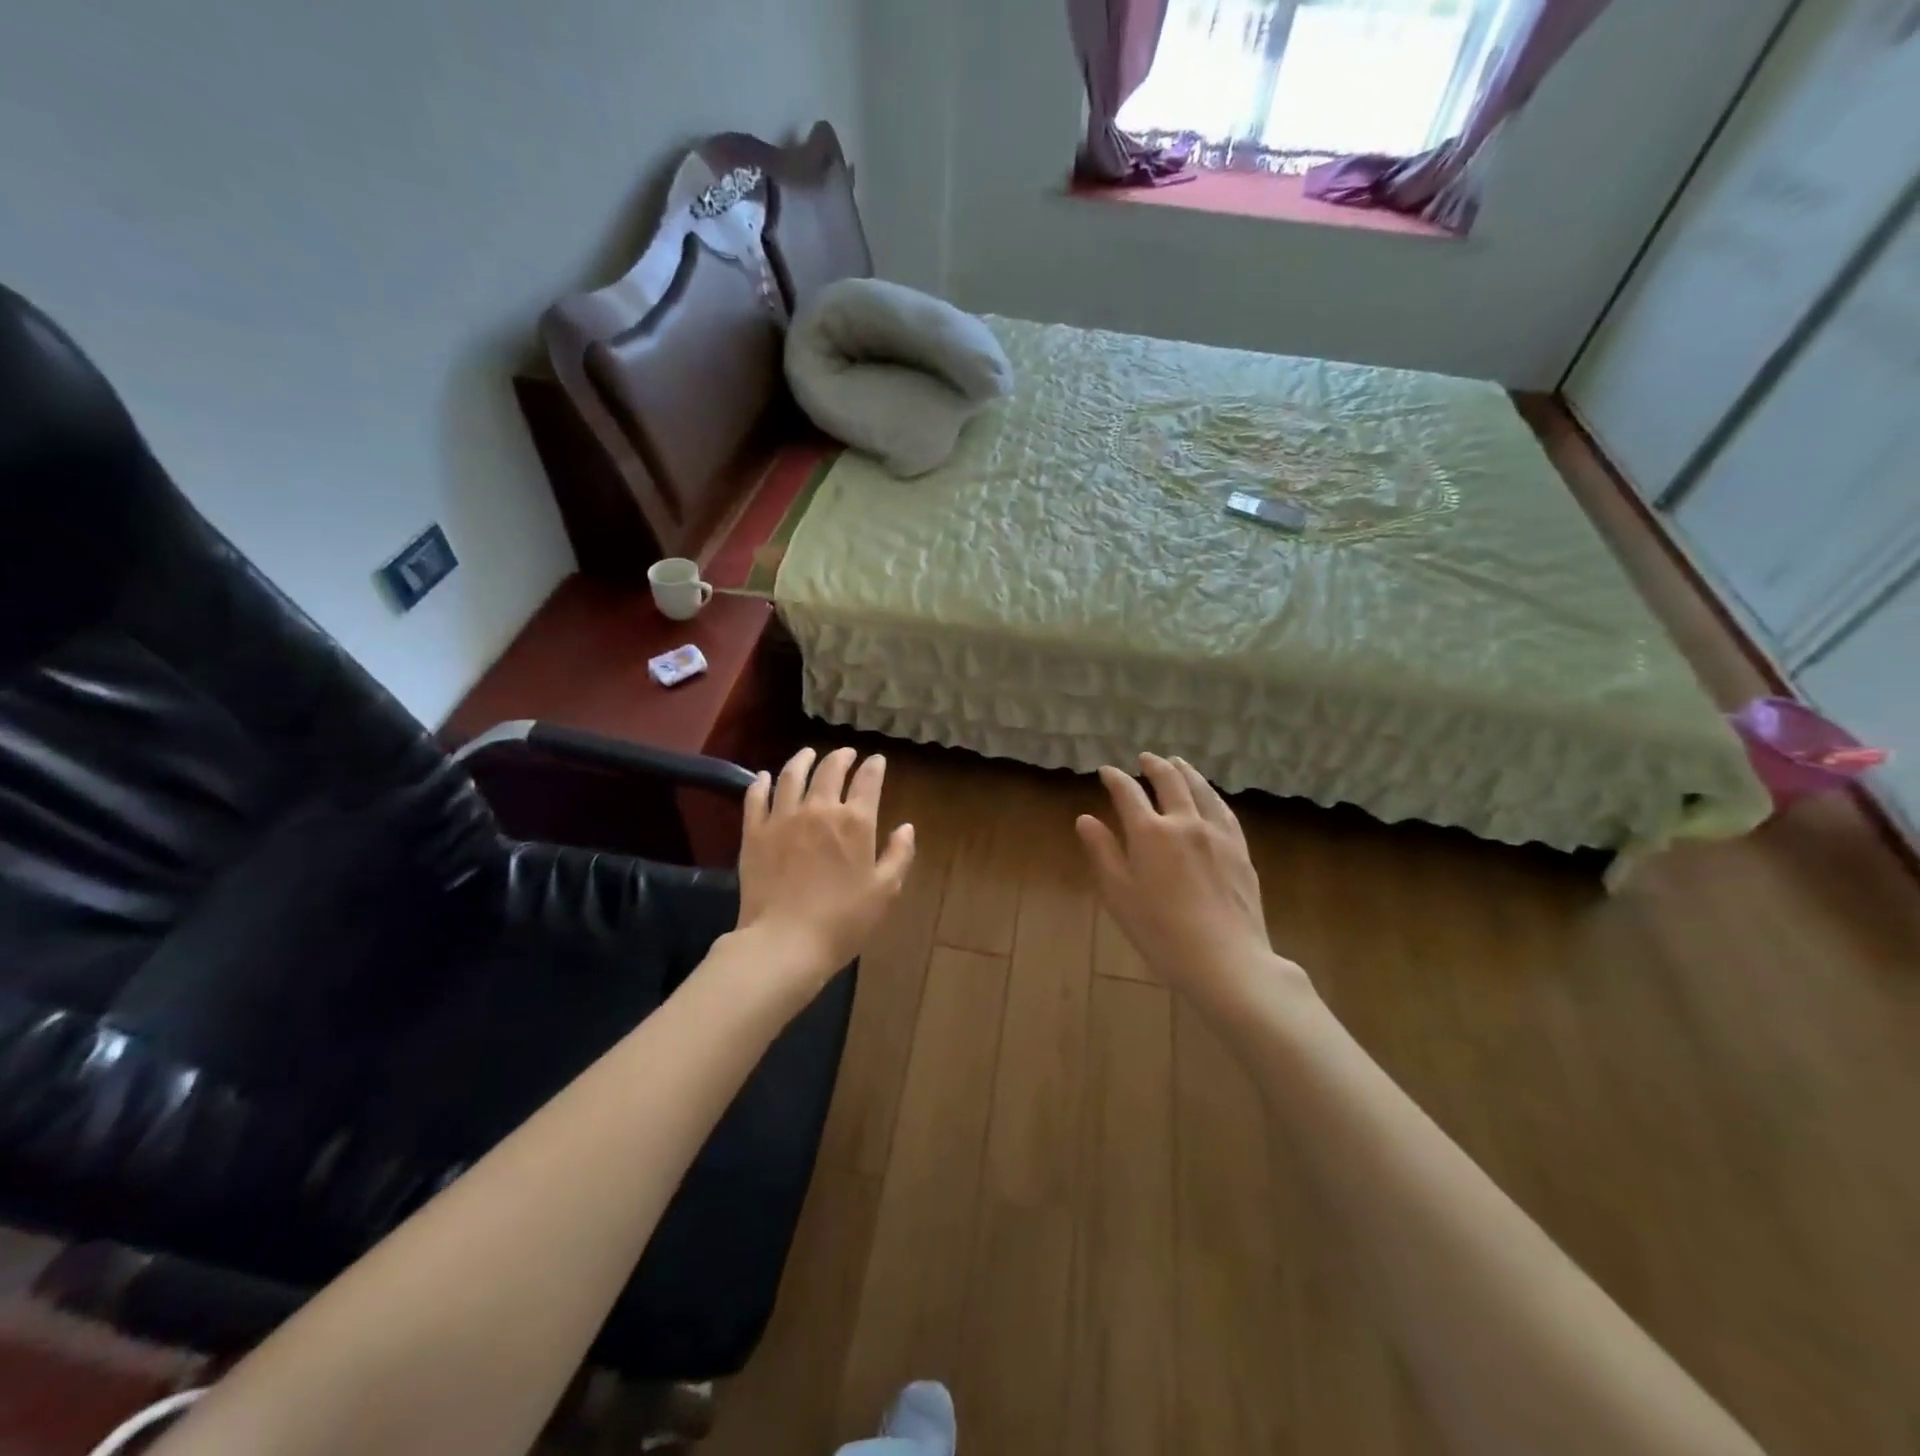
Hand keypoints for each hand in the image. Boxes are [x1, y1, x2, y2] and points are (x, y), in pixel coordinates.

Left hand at [735, 747, 915, 995]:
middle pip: (830, 770)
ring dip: (803, 760)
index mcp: (855, 822)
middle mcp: (819, 809)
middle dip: (841, 757)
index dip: (874, 766)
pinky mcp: (754, 832)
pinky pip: (756, 797)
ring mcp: (783, 817)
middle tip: (846, 753)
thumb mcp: (885, 891)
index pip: (868, 781)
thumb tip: (906, 827)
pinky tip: (765, 776)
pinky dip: (762, 782)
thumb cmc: (843, 920)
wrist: (785, 941)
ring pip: (792, 775)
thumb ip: (899, 855)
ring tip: (808, 753)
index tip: (877, 760)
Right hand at [1077, 754, 1309, 1014]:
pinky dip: (1211, 794)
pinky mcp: (1240, 849)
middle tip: (1145, 758)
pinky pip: (1224, 810)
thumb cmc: (1160, 931)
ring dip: (1185, 772)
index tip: (1106, 771)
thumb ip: (1102, 852)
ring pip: (1201, 789)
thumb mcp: (1118, 894)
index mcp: (1149, 832)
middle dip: (1154, 766)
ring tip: (1177, 763)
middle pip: (1169, 781)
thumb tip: (1086, 819)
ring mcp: (1217, 833)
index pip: (1128, 793)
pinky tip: (1210, 796)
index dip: (1115, 778)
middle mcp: (1184, 822)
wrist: (1224, 959)